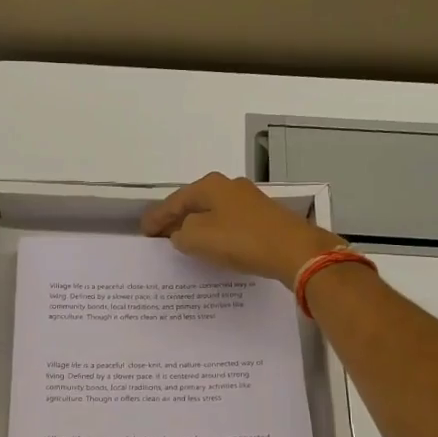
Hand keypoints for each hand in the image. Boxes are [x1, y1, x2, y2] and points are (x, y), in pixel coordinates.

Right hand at [141, 172, 343, 283]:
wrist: (294, 250)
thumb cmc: (241, 240)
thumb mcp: (198, 238)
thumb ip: (181, 234)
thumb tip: (181, 233)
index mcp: (210, 186)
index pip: (174, 201)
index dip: (156, 218)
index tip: (143, 232)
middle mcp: (230, 186)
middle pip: (195, 203)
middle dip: (177, 219)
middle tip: (160, 236)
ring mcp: (250, 201)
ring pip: (214, 213)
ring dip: (198, 227)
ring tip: (184, 243)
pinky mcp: (265, 218)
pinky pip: (230, 224)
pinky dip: (217, 234)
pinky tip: (214, 246)